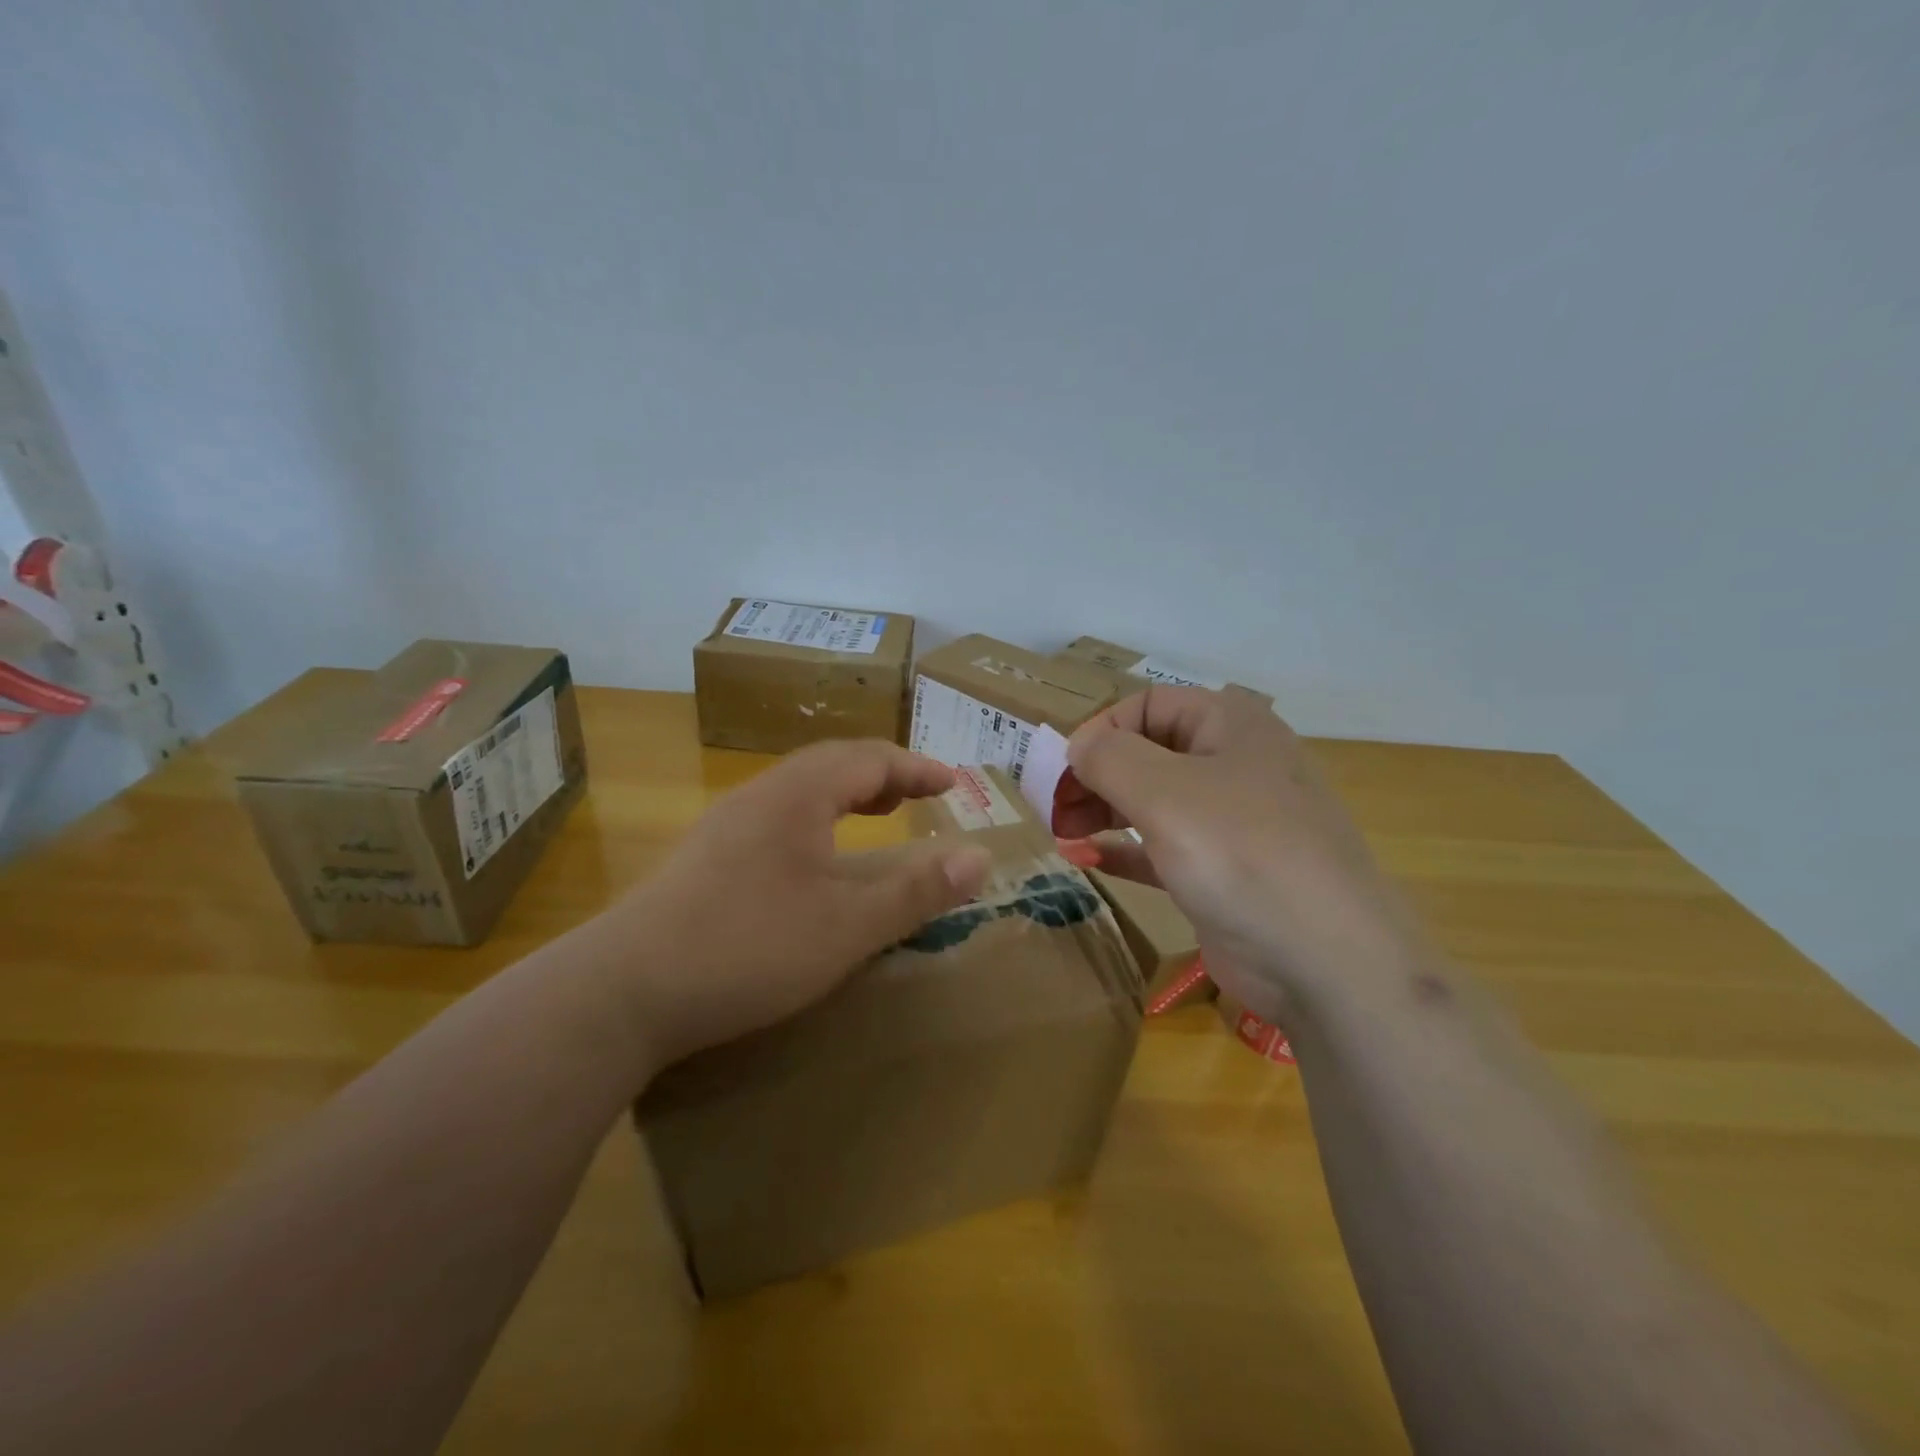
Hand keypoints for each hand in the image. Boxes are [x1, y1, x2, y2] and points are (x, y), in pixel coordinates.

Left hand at [609, 740, 991, 1066]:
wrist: (622, 990)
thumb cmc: (748, 948)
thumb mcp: (847, 927)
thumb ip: (916, 891)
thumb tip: (980, 857)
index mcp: (798, 795)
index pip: (869, 758)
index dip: (916, 768)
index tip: (953, 784)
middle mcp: (759, 795)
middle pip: (831, 764)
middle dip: (882, 775)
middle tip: (918, 796)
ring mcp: (724, 825)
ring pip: (798, 789)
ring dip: (846, 794)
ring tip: (875, 817)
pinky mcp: (703, 858)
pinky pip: (775, 816)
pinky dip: (815, 820)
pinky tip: (813, 859)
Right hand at [1055, 687, 1421, 1018]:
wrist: (1327, 960)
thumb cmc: (1240, 853)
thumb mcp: (1162, 792)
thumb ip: (1108, 758)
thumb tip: (1080, 748)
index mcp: (1231, 725)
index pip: (1149, 704)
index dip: (1102, 729)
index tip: (1065, 769)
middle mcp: (1235, 764)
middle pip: (1148, 752)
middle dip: (1096, 775)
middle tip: (1055, 808)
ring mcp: (1233, 822)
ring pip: (1154, 801)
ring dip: (1104, 811)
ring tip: (1063, 834)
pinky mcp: (1225, 872)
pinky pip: (1164, 847)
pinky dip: (1125, 850)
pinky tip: (1089, 860)